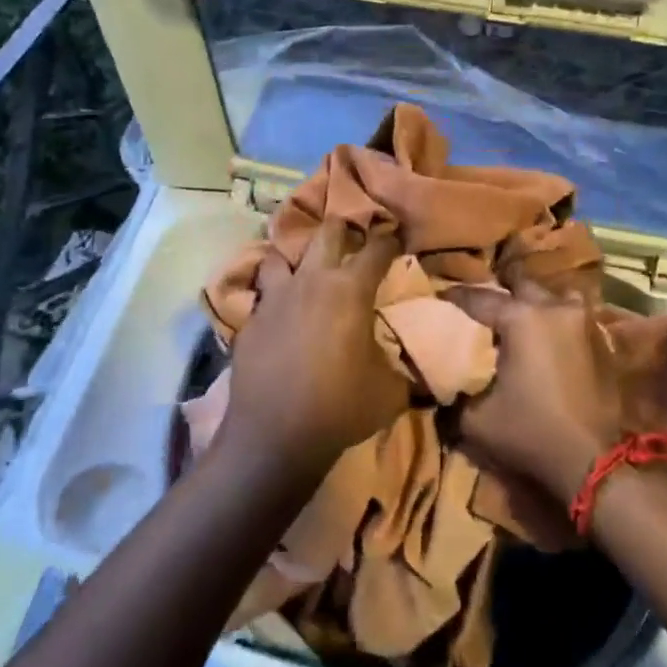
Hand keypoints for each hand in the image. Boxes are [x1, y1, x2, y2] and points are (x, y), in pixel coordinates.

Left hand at [225, 218, 405, 475]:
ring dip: (294, 258)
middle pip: (326, 232)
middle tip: (350, 238)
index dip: (390, 240)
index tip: (396, 238)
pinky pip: (260, 296)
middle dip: (342, 229)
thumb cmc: (341, 407)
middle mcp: (311, 281)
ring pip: (279, 255)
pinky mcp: (249, 321)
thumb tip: (416, 368)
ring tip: (303, 271)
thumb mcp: (390, 391)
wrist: (275, 437)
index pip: (377, 248)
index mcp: (351, 290)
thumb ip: (403, 368)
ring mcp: (275, 298)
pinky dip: (271, 297)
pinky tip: (277, 314)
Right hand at [444, 281, 626, 505]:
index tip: (438, 300)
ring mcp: (580, 320)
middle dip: (497, 293)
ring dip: (531, 302)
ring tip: (514, 318)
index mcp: (521, 318)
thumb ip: (452, 388)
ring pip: (549, 296)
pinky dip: (554, 318)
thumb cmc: (528, 433)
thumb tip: (437, 374)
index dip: (454, 298)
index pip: (478, 298)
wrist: (589, 462)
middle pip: (518, 286)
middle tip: (478, 309)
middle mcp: (553, 308)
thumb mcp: (473, 418)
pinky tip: (543, 335)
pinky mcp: (597, 339)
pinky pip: (570, 315)